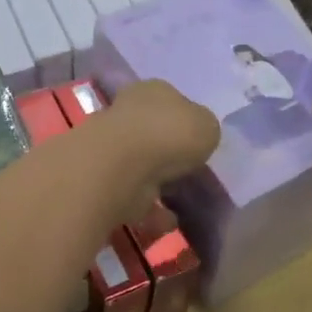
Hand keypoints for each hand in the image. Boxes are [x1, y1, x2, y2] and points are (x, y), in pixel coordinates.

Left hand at [93, 79, 220, 219]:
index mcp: (153, 91)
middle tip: (190, 174)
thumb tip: (197, 139)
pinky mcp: (103, 180)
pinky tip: (168, 220)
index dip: (186, 122)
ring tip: (181, 201)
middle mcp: (128, 112)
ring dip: (158, 183)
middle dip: (169, 153)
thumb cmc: (169, 135)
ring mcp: (112, 147)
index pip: (171, 101)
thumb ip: (205, 131)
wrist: (120, 168)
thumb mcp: (207, 126)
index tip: (198, 145)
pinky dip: (150, 210)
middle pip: (153, 133)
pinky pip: (133, 195)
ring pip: (141, 165)